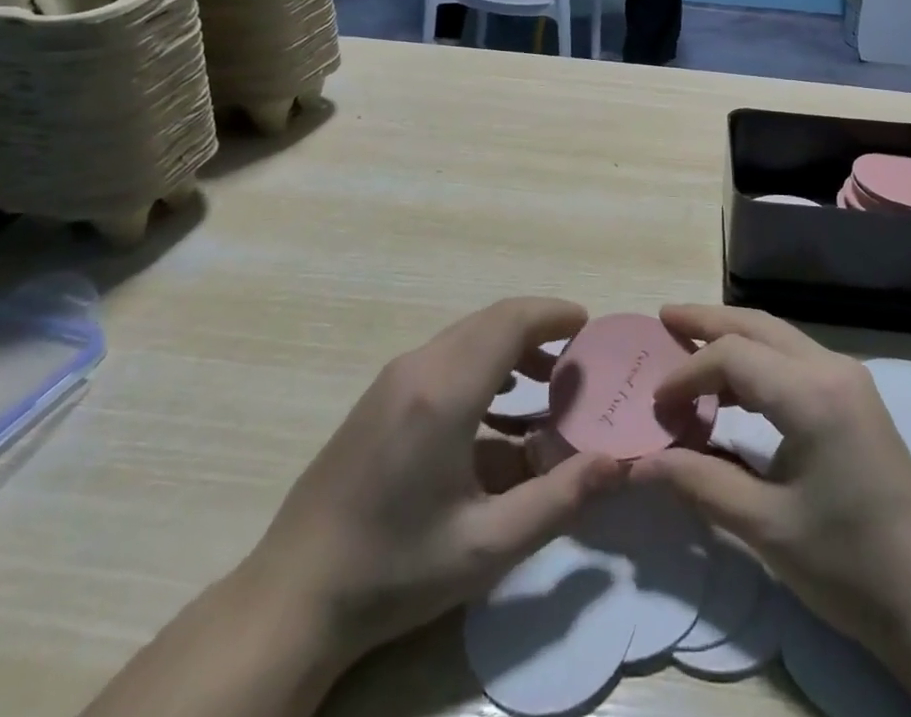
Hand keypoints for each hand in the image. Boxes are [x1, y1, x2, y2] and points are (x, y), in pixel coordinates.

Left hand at [245, 297, 625, 663]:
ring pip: (466, 335)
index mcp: (445, 391)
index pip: (511, 320)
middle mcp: (418, 367)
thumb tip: (618, 462)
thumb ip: (559, 499)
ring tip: (545, 383)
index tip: (589, 326)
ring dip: (510, 345)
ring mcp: (392, 378)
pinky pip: (444, 356)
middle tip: (577, 360)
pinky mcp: (378, 396)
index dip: (553, 314)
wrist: (292, 597)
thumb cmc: (395, 569)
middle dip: (538, 328)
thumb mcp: (487, 546)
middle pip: (491, 320)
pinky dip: (481, 361)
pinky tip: (494, 408)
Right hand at [635, 307, 910, 716]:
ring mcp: (849, 379)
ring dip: (733, 338)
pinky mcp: (855, 397)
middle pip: (758, 326)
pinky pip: (795, 360)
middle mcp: (832, 368)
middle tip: (664, 318)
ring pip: (778, 337)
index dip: (687, 374)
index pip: (733, 357)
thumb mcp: (767, 528)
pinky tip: (734, 387)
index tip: (656, 406)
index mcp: (812, 393)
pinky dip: (758, 362)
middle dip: (708, 321)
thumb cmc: (849, 564)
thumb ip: (701, 484)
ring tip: (689, 344)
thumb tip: (642, 463)